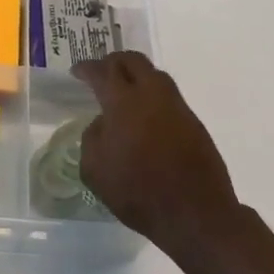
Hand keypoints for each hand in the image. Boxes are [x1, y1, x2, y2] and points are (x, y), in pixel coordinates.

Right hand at [72, 52, 240, 263]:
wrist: (196, 213)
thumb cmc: (139, 192)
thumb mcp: (95, 170)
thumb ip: (92, 138)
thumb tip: (103, 123)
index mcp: (123, 102)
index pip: (102, 72)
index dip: (86, 68)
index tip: (77, 71)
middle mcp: (152, 95)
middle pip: (133, 61)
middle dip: (114, 61)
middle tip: (101, 71)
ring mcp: (177, 106)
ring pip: (154, 75)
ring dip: (136, 75)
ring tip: (124, 90)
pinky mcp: (193, 122)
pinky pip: (168, 96)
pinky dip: (151, 95)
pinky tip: (144, 114)